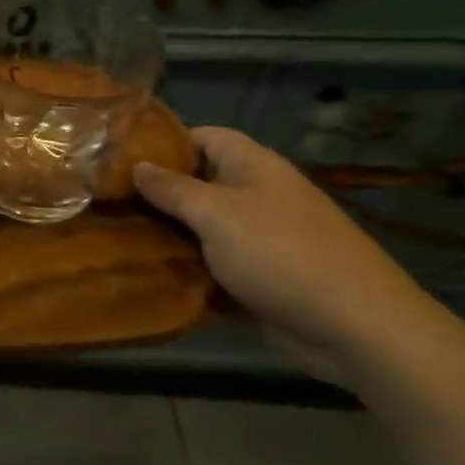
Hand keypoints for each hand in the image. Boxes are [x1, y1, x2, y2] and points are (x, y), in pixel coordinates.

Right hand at [133, 126, 442, 384]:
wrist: (357, 329)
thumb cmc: (280, 254)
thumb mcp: (215, 213)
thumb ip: (171, 189)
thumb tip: (136, 167)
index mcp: (253, 166)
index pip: (201, 136)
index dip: (162, 142)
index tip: (118, 158)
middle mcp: (257, 195)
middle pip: (198, 183)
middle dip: (156, 193)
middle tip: (107, 202)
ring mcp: (261, 239)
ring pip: (202, 228)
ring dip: (168, 235)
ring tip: (116, 237)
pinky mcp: (261, 278)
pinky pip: (214, 265)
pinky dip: (188, 269)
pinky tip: (149, 275)